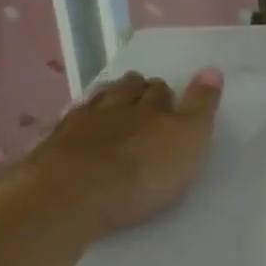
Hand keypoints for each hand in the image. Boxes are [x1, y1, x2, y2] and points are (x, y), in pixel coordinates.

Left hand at [11, 69, 224, 236]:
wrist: (73, 196)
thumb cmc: (144, 173)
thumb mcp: (189, 139)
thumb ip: (201, 106)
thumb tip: (212, 69)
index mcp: (154, 110)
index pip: (162, 91)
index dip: (166, 92)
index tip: (169, 93)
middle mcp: (119, 108)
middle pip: (129, 90)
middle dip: (138, 88)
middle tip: (143, 90)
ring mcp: (83, 124)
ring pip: (99, 100)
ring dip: (109, 95)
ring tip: (113, 94)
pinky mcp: (54, 144)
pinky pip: (71, 119)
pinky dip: (80, 115)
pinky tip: (79, 117)